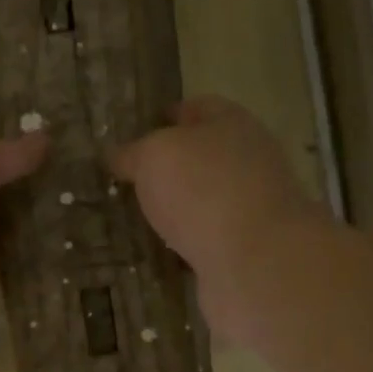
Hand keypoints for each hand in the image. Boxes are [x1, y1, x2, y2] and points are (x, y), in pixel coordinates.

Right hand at [110, 96, 318, 343]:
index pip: (197, 109)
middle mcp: (247, 162)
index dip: (166, 116)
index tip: (135, 131)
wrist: (256, 262)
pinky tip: (154, 253)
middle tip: (124, 180)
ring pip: (201, 202)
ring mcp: (248, 209)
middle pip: (201, 157)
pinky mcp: (243, 251)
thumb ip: (132, 153)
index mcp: (232, 125)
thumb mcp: (154, 156)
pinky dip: (181, 246)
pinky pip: (202, 242)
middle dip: (167, 168)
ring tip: (132, 217)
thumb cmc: (204, 190)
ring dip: (174, 210)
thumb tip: (116, 156)